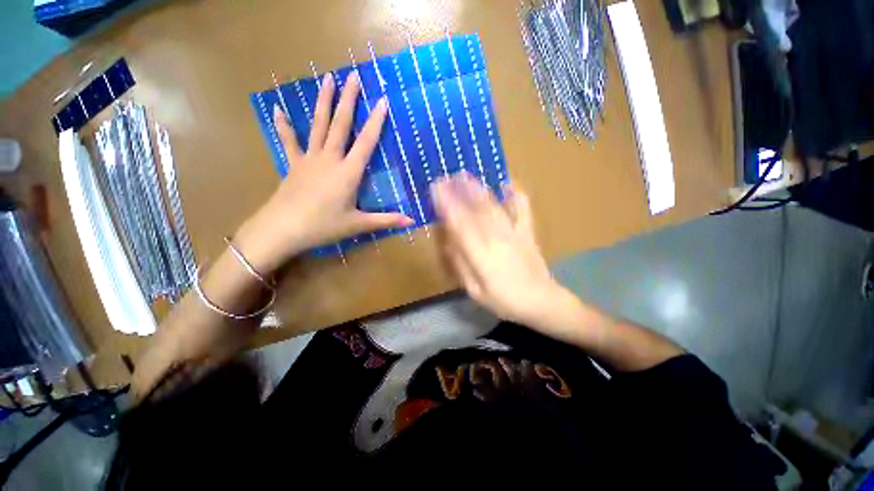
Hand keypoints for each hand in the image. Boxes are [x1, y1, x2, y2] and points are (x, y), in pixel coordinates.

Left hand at [234, 72, 412, 273]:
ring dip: (323, 102)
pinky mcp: (294, 164)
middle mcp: (330, 159)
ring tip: (327, 79)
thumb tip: (412, 221)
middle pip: (341, 125)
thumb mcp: (358, 225)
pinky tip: (278, 109)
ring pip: (318, 125)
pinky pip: (289, 141)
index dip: (376, 121)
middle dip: (349, 100)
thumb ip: (386, 220)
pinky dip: (284, 125)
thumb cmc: (324, 226)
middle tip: (353, 76)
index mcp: (348, 173)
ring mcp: (309, 159)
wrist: (283, 229)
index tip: (382, 99)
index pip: (366, 142)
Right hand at [432, 172, 563, 326]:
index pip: (460, 224)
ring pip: (494, 206)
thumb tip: (448, 242)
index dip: (447, 205)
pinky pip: (522, 209)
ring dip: (478, 189)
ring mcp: (514, 233)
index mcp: (482, 255)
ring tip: (465, 175)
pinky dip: (516, 194)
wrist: (542, 302)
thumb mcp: (475, 291)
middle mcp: (497, 239)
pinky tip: (508, 183)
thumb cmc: (504, 301)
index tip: (436, 190)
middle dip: (459, 191)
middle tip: (445, 177)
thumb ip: (461, 265)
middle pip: (475, 210)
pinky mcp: (527, 232)